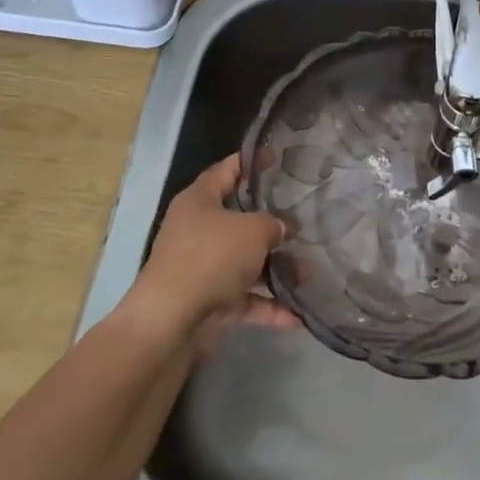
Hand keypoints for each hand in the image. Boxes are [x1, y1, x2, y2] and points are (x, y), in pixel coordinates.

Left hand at [123, 156, 295, 351]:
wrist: (171, 322)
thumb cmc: (211, 257)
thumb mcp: (252, 230)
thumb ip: (273, 224)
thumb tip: (282, 228)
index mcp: (199, 200)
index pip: (227, 170)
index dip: (251, 162)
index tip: (277, 158)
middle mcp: (197, 230)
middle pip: (238, 220)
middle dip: (271, 224)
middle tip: (302, 221)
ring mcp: (201, 268)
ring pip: (244, 262)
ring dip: (275, 269)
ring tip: (308, 274)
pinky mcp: (207, 301)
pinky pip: (243, 299)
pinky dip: (267, 306)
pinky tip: (296, 316)